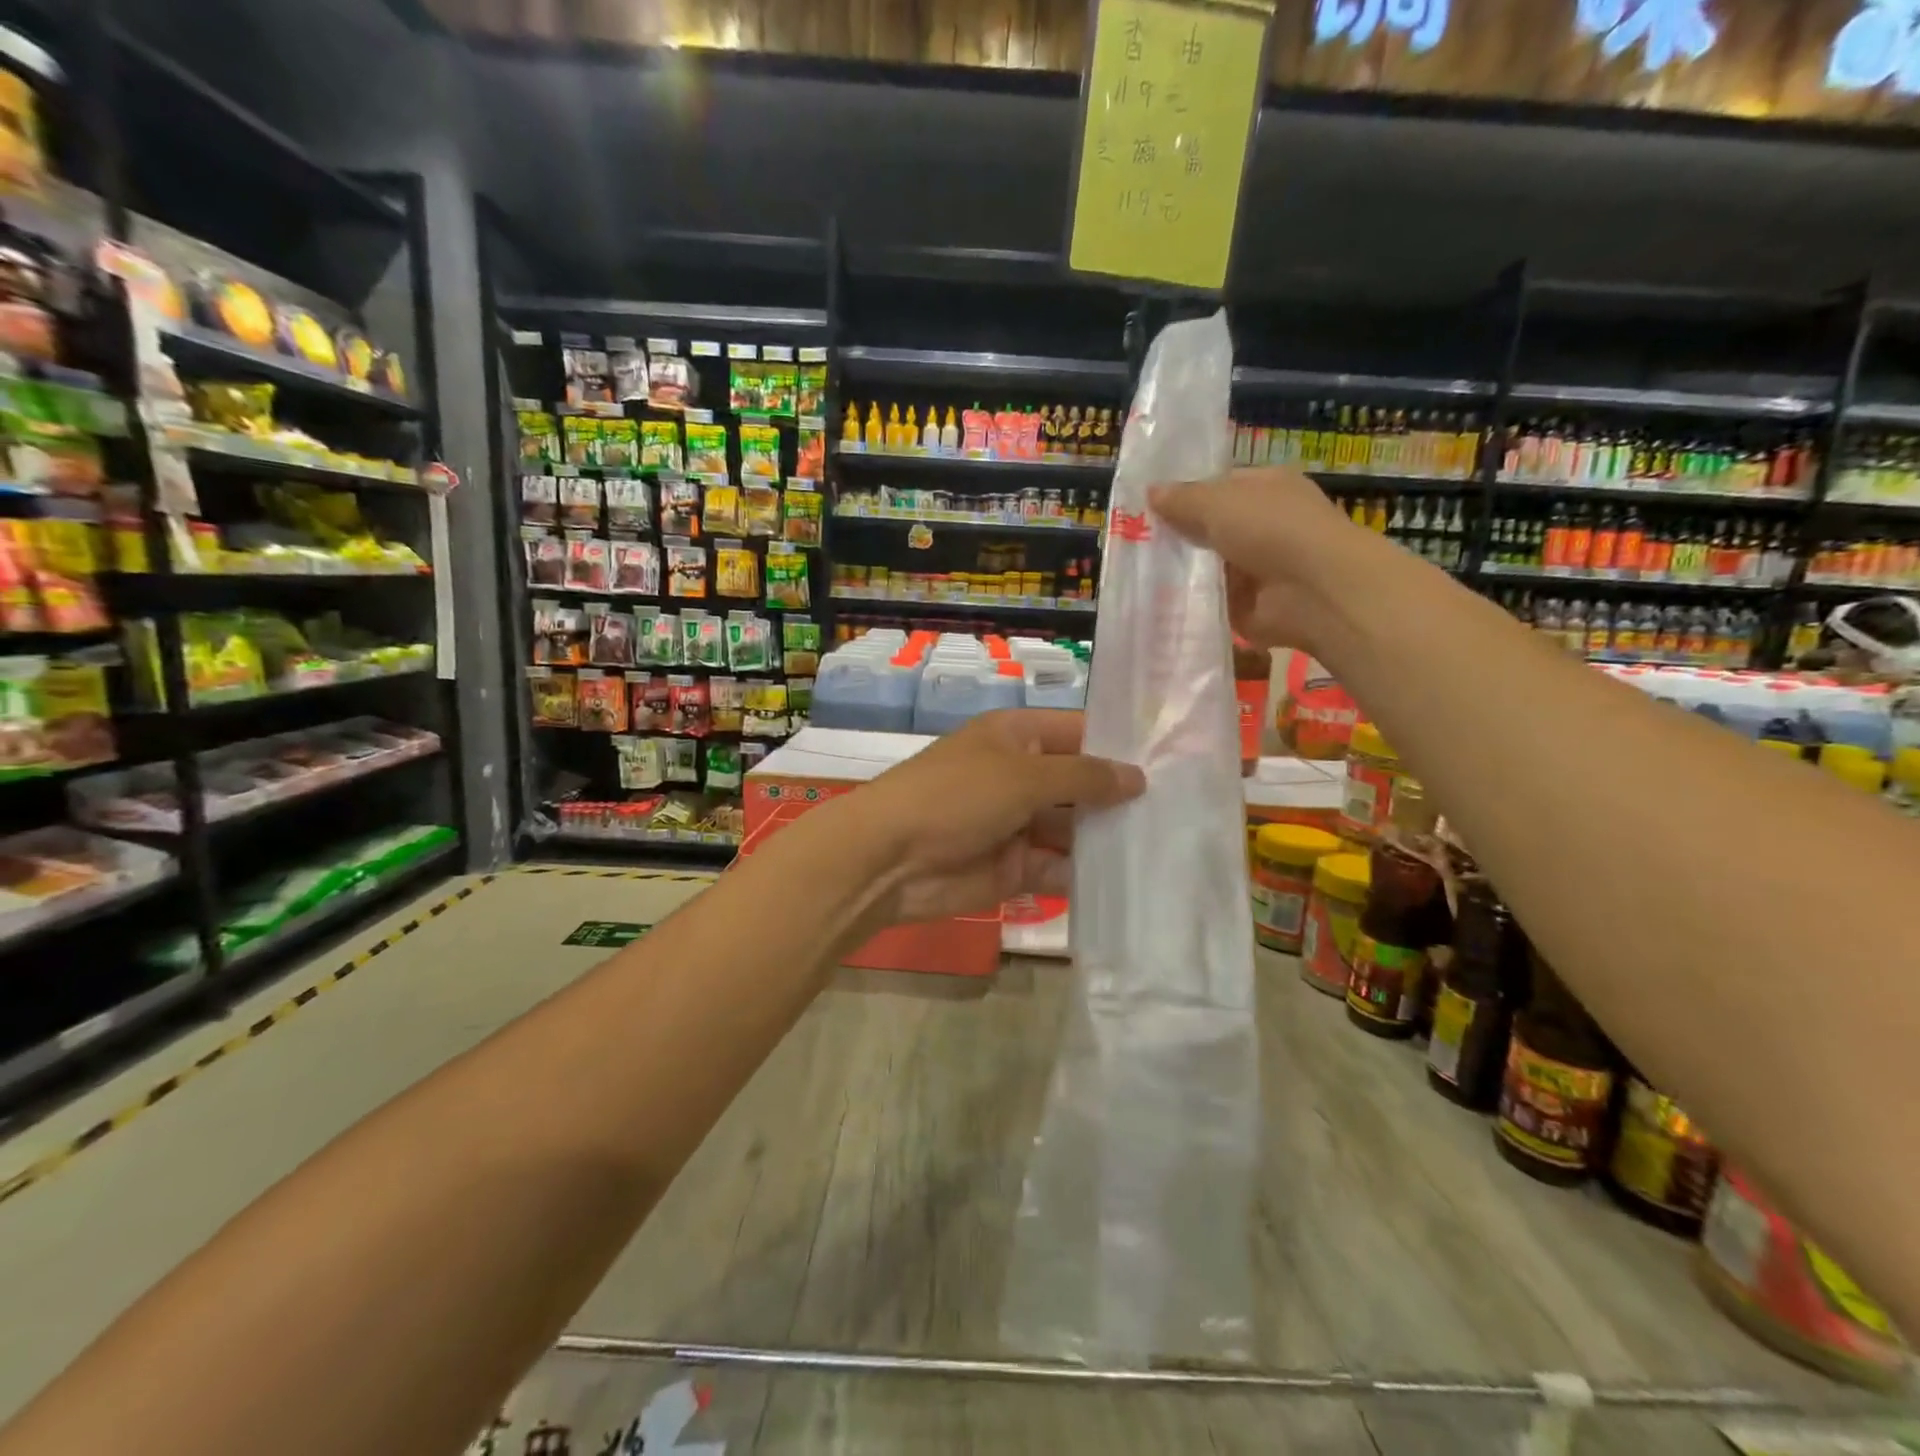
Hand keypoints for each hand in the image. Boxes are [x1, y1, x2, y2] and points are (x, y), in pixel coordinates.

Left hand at [829, 709, 1144, 926]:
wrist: (890, 860)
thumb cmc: (956, 796)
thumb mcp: (1022, 775)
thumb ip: (1083, 777)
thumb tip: (1137, 777)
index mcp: (1016, 736)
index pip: (1078, 732)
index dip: (1119, 743)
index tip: (1173, 758)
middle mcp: (1019, 776)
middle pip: (1080, 783)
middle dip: (1121, 796)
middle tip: (1185, 809)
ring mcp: (1017, 823)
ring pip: (1073, 829)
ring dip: (1108, 837)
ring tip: (1171, 846)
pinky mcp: (1014, 867)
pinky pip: (1058, 867)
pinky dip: (1086, 873)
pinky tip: (1133, 879)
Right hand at [1151, 466, 1393, 653]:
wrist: (1314, 591)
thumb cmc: (1271, 529)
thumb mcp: (1217, 503)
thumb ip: (1182, 499)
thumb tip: (1150, 492)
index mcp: (1265, 488)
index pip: (1218, 487)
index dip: (1184, 495)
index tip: (1145, 508)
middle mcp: (1264, 525)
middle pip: (1210, 528)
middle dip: (1177, 536)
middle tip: (1133, 543)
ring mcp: (1258, 568)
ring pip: (1208, 566)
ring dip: (1181, 572)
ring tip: (1137, 574)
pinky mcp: (1249, 606)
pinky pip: (1212, 601)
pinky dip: (1191, 603)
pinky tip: (1157, 603)